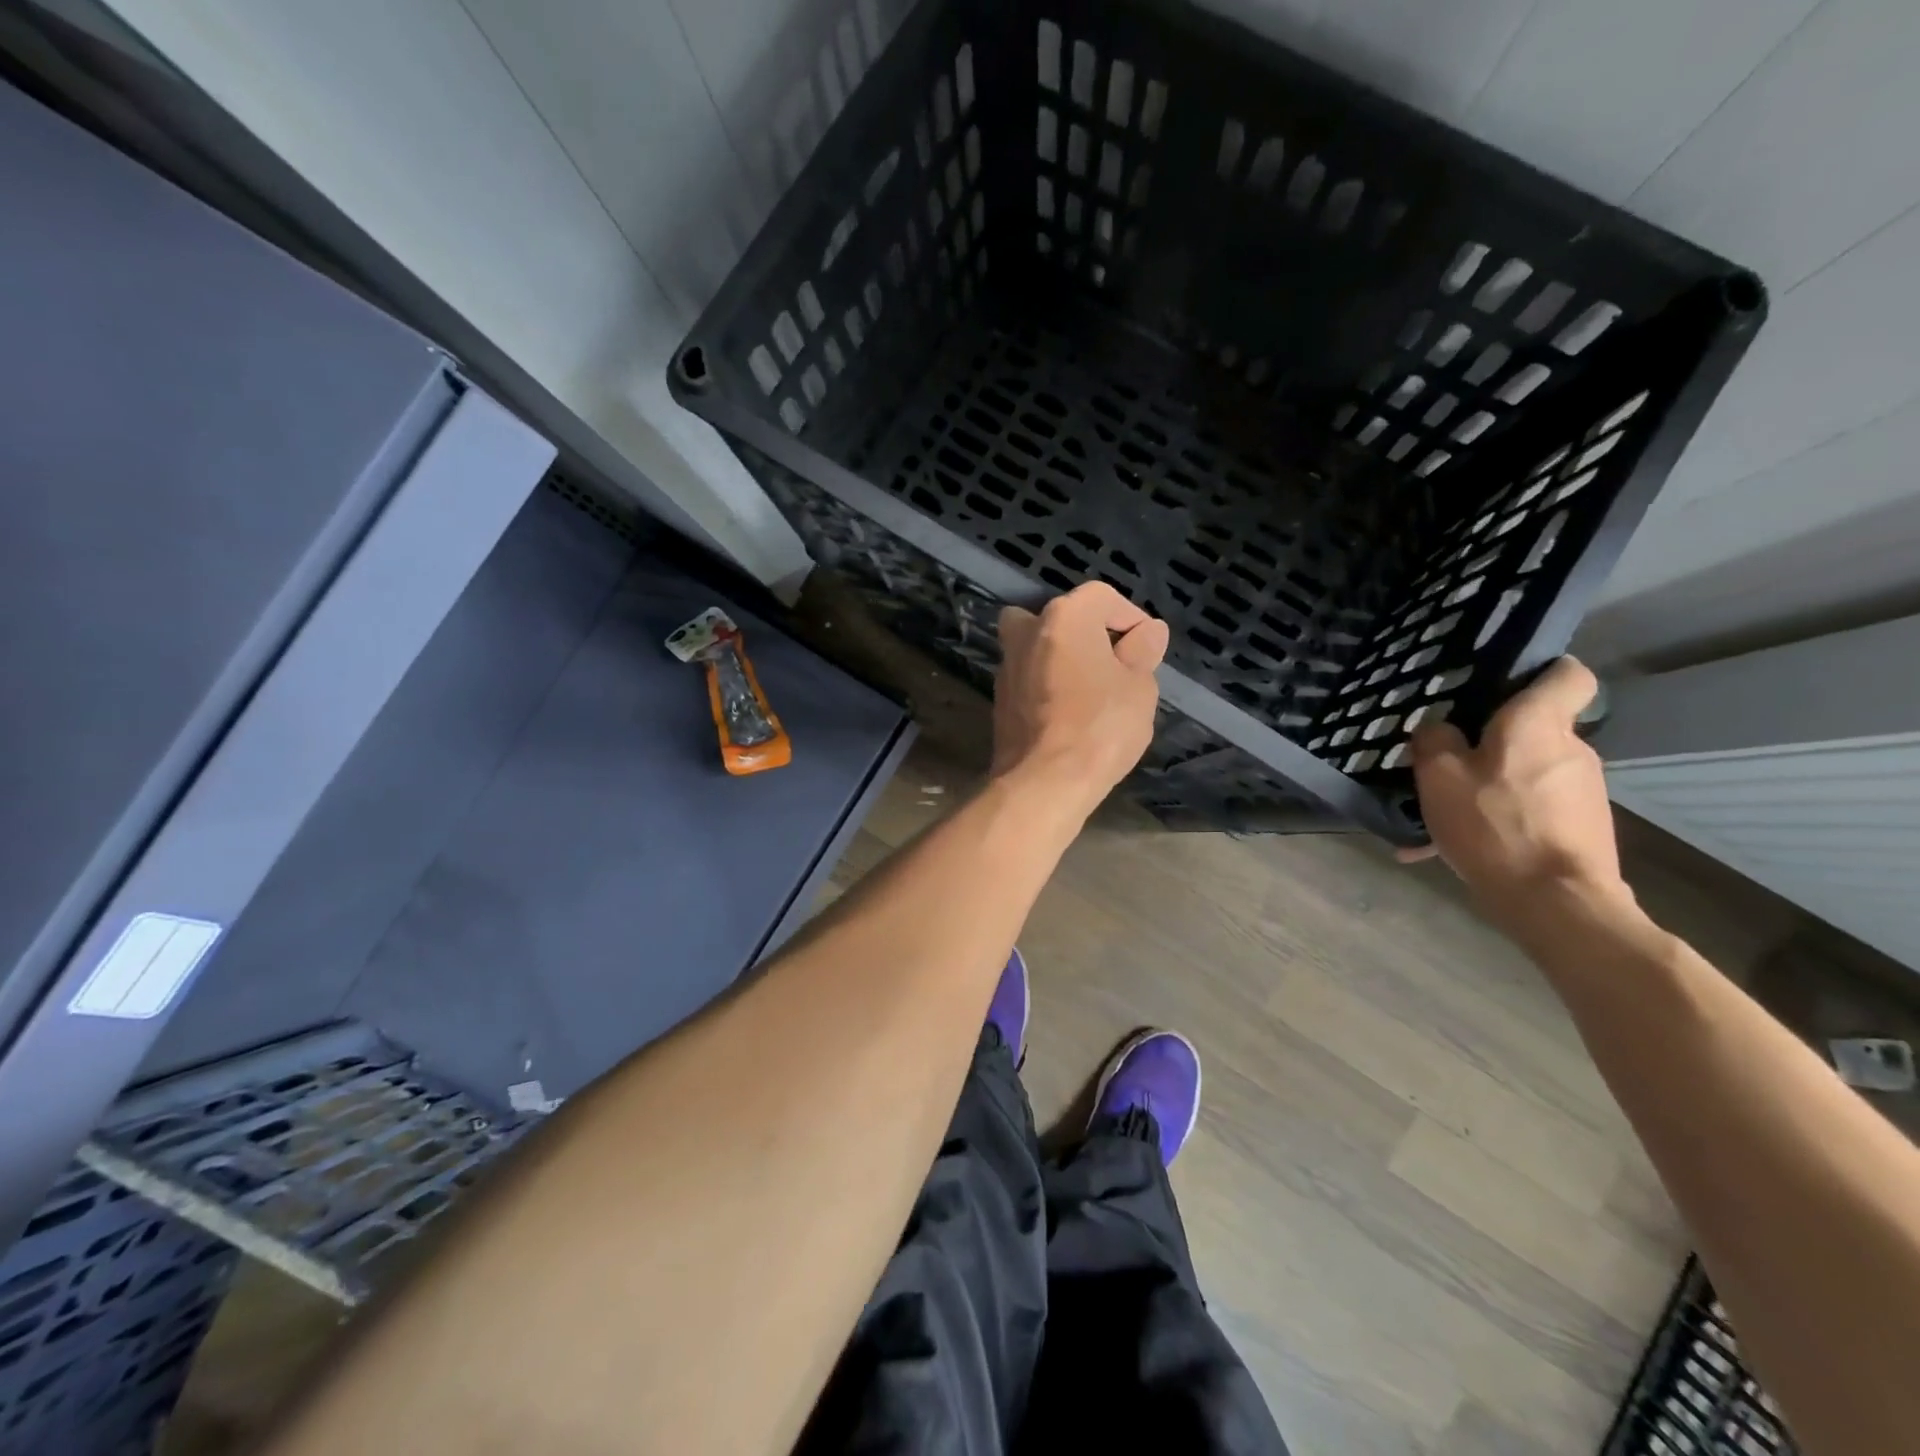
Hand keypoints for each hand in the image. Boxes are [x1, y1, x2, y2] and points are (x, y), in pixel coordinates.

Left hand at [992, 583, 1168, 816]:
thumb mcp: (1139, 687)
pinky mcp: (999, 699)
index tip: (1146, 648)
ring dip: (1062, 658)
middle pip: (1061, 617)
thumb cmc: (1100, 726)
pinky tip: (1067, 711)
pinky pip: (1029, 677)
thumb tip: (1148, 632)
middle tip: (1113, 663)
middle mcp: (1028, 631)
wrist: (1044, 780)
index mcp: (1064, 617)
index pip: (1102, 597)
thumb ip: (1142, 652)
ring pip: (1038, 646)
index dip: (1130, 617)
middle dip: (1088, 633)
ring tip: (1091, 689)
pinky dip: (1047, 684)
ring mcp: (1007, 666)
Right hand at [1400, 657, 1628, 913]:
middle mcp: (1571, 748)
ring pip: (1527, 773)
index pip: (1568, 674)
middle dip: (1493, 742)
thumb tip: (1439, 728)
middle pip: (1534, 729)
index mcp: (1538, 724)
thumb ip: (1434, 740)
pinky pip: (1531, 811)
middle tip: (1447, 762)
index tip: (1502, 687)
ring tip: (1445, 816)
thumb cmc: (1494, 825)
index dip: (1540, 672)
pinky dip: (1499, 821)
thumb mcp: (1438, 777)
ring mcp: (1583, 790)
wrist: (1556, 903)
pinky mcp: (1583, 826)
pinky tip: (1454, 851)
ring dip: (1490, 787)